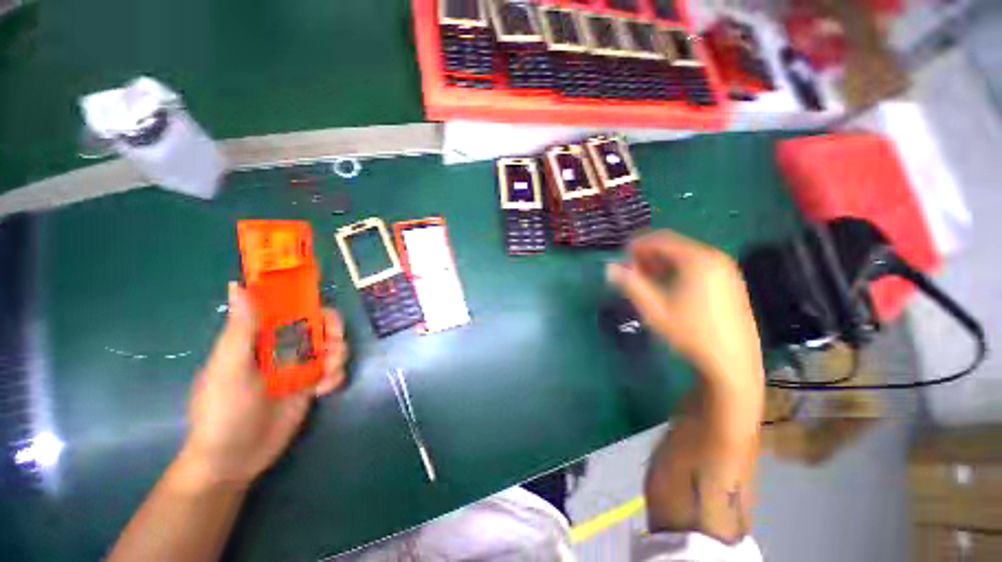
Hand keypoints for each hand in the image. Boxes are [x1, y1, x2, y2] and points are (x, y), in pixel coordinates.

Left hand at [175, 282, 348, 488]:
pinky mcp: (310, 384)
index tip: (322, 314)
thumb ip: (240, 329)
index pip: (289, 307)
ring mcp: (298, 366)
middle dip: (332, 332)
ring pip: (332, 345)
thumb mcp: (229, 368)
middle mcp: (282, 346)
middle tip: (332, 346)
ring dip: (338, 355)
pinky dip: (336, 376)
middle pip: (319, 324)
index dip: (310, 303)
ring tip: (327, 374)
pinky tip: (323, 391)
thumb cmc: (223, 410)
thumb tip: (237, 285)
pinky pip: (334, 370)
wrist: (234, 459)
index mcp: (259, 336)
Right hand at [607, 230, 761, 379]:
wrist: (733, 362)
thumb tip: (610, 267)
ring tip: (646, 278)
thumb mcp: (654, 309)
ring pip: (686, 255)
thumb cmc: (690, 333)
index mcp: (697, 260)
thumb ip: (631, 284)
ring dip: (662, 262)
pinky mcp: (730, 282)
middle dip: (649, 254)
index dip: (638, 244)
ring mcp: (726, 270)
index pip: (662, 239)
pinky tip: (668, 285)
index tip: (622, 256)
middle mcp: (715, 258)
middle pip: (675, 245)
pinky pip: (698, 265)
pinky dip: (678, 269)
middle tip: (631, 269)